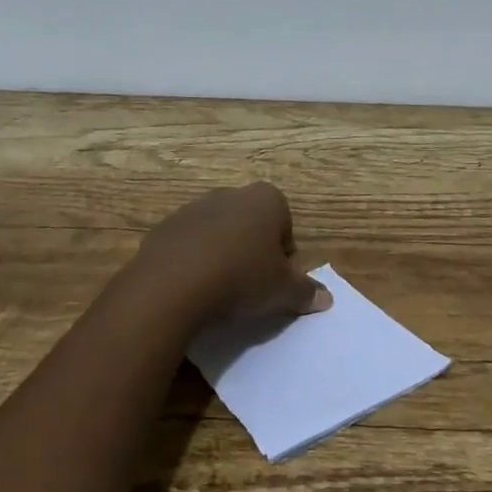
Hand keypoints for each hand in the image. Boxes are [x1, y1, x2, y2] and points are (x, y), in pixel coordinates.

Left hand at [128, 182, 331, 332]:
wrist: (172, 284)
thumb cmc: (241, 278)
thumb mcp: (282, 291)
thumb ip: (306, 291)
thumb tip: (326, 298)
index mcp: (266, 199)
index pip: (285, 225)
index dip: (284, 257)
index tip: (275, 283)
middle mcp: (231, 194)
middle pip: (251, 225)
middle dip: (253, 252)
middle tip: (250, 288)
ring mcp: (195, 207)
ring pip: (219, 233)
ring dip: (222, 256)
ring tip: (218, 292)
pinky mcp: (166, 227)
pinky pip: (188, 245)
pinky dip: (193, 262)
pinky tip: (191, 289)